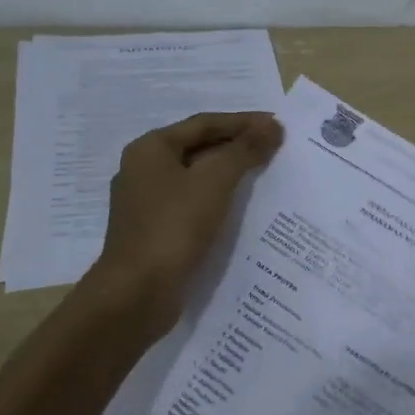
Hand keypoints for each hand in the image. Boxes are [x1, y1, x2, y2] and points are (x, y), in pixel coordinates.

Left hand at [94, 111, 283, 334]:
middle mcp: (143, 170)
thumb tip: (272, 126)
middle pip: (197, 148)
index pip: (204, 124)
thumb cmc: (174, 227)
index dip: (242, 122)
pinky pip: (191, 205)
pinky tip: (240, 211)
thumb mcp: (214, 182)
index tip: (276, 125)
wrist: (137, 293)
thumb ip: (244, 150)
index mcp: (150, 149)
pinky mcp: (154, 232)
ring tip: (263, 176)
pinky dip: (217, 201)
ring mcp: (146, 204)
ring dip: (228, 174)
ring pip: (195, 178)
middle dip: (236, 147)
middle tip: (274, 148)